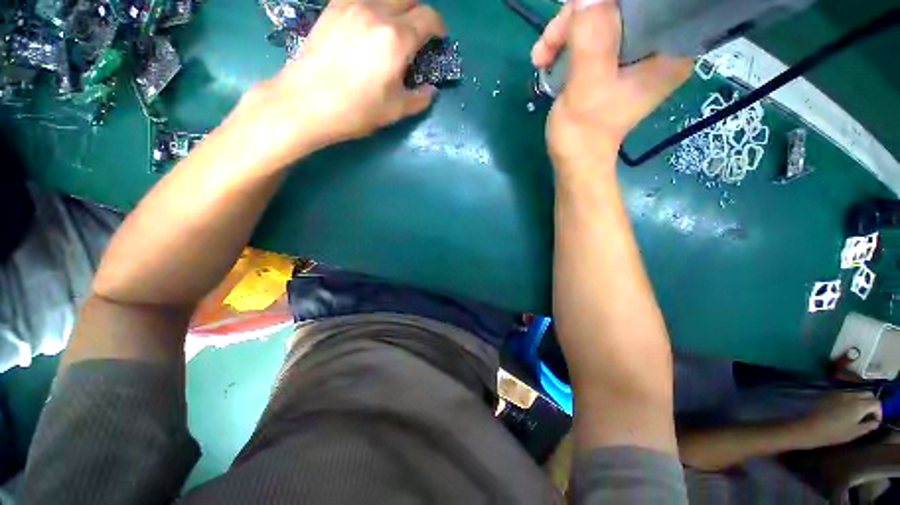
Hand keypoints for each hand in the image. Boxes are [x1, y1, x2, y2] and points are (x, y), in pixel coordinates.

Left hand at [232, 0, 444, 165]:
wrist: (306, 102)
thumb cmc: (356, 110)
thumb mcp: (395, 110)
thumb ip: (419, 98)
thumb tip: (430, 90)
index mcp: (396, 39)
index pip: (428, 17)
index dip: (438, 27)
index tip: (438, 39)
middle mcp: (376, 12)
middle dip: (420, 13)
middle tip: (418, 34)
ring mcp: (352, 5)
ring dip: (397, 8)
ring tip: (394, 29)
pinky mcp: (333, 7)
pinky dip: (374, 7)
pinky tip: (370, 25)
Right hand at [532, 0, 689, 170]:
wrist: (573, 158)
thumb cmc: (583, 133)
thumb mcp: (587, 87)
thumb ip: (592, 39)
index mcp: (668, 50)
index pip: (650, 4)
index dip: (615, 3)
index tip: (581, 13)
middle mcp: (657, 44)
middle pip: (622, 7)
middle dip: (580, 17)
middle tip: (549, 42)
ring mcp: (633, 52)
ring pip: (602, 16)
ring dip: (565, 31)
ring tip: (541, 55)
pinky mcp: (614, 59)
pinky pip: (592, 33)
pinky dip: (566, 41)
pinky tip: (547, 57)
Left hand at [791, 392, 882, 449]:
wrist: (811, 427)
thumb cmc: (835, 433)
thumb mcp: (855, 432)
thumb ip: (869, 425)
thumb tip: (876, 422)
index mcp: (859, 404)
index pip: (876, 402)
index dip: (879, 411)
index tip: (876, 421)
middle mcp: (851, 394)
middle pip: (867, 393)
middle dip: (871, 403)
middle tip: (869, 416)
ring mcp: (839, 392)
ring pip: (856, 392)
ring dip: (861, 400)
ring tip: (858, 413)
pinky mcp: (830, 393)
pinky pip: (845, 393)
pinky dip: (850, 399)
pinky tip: (846, 409)